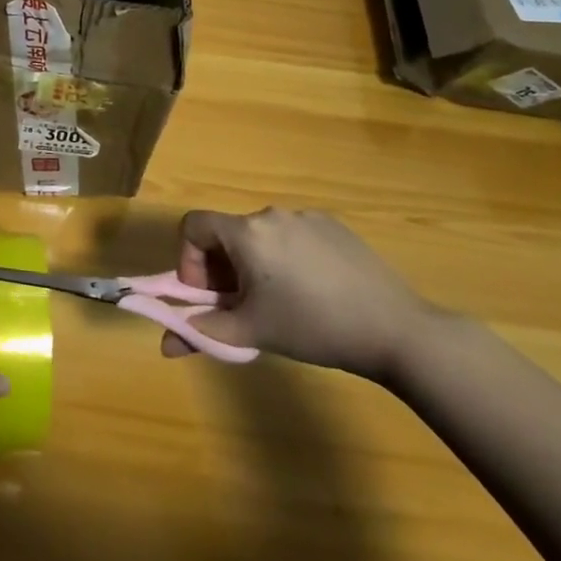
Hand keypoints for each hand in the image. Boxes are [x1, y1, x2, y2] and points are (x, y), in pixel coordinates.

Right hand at [159, 207, 434, 381]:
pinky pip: (294, 236)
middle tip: (243, 306)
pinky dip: (289, 258)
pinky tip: (316, 291)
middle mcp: (270, 214)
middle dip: (223, 269)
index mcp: (245, 233)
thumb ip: (203, 333)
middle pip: (227, 234)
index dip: (189, 259)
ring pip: (261, 237)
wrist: (395, 329)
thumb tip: (164, 346)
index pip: (193, 226)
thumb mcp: (253, 333)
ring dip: (255, 264)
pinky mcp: (334, 225)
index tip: (208, 294)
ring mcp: (305, 216)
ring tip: (283, 302)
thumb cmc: (313, 328)